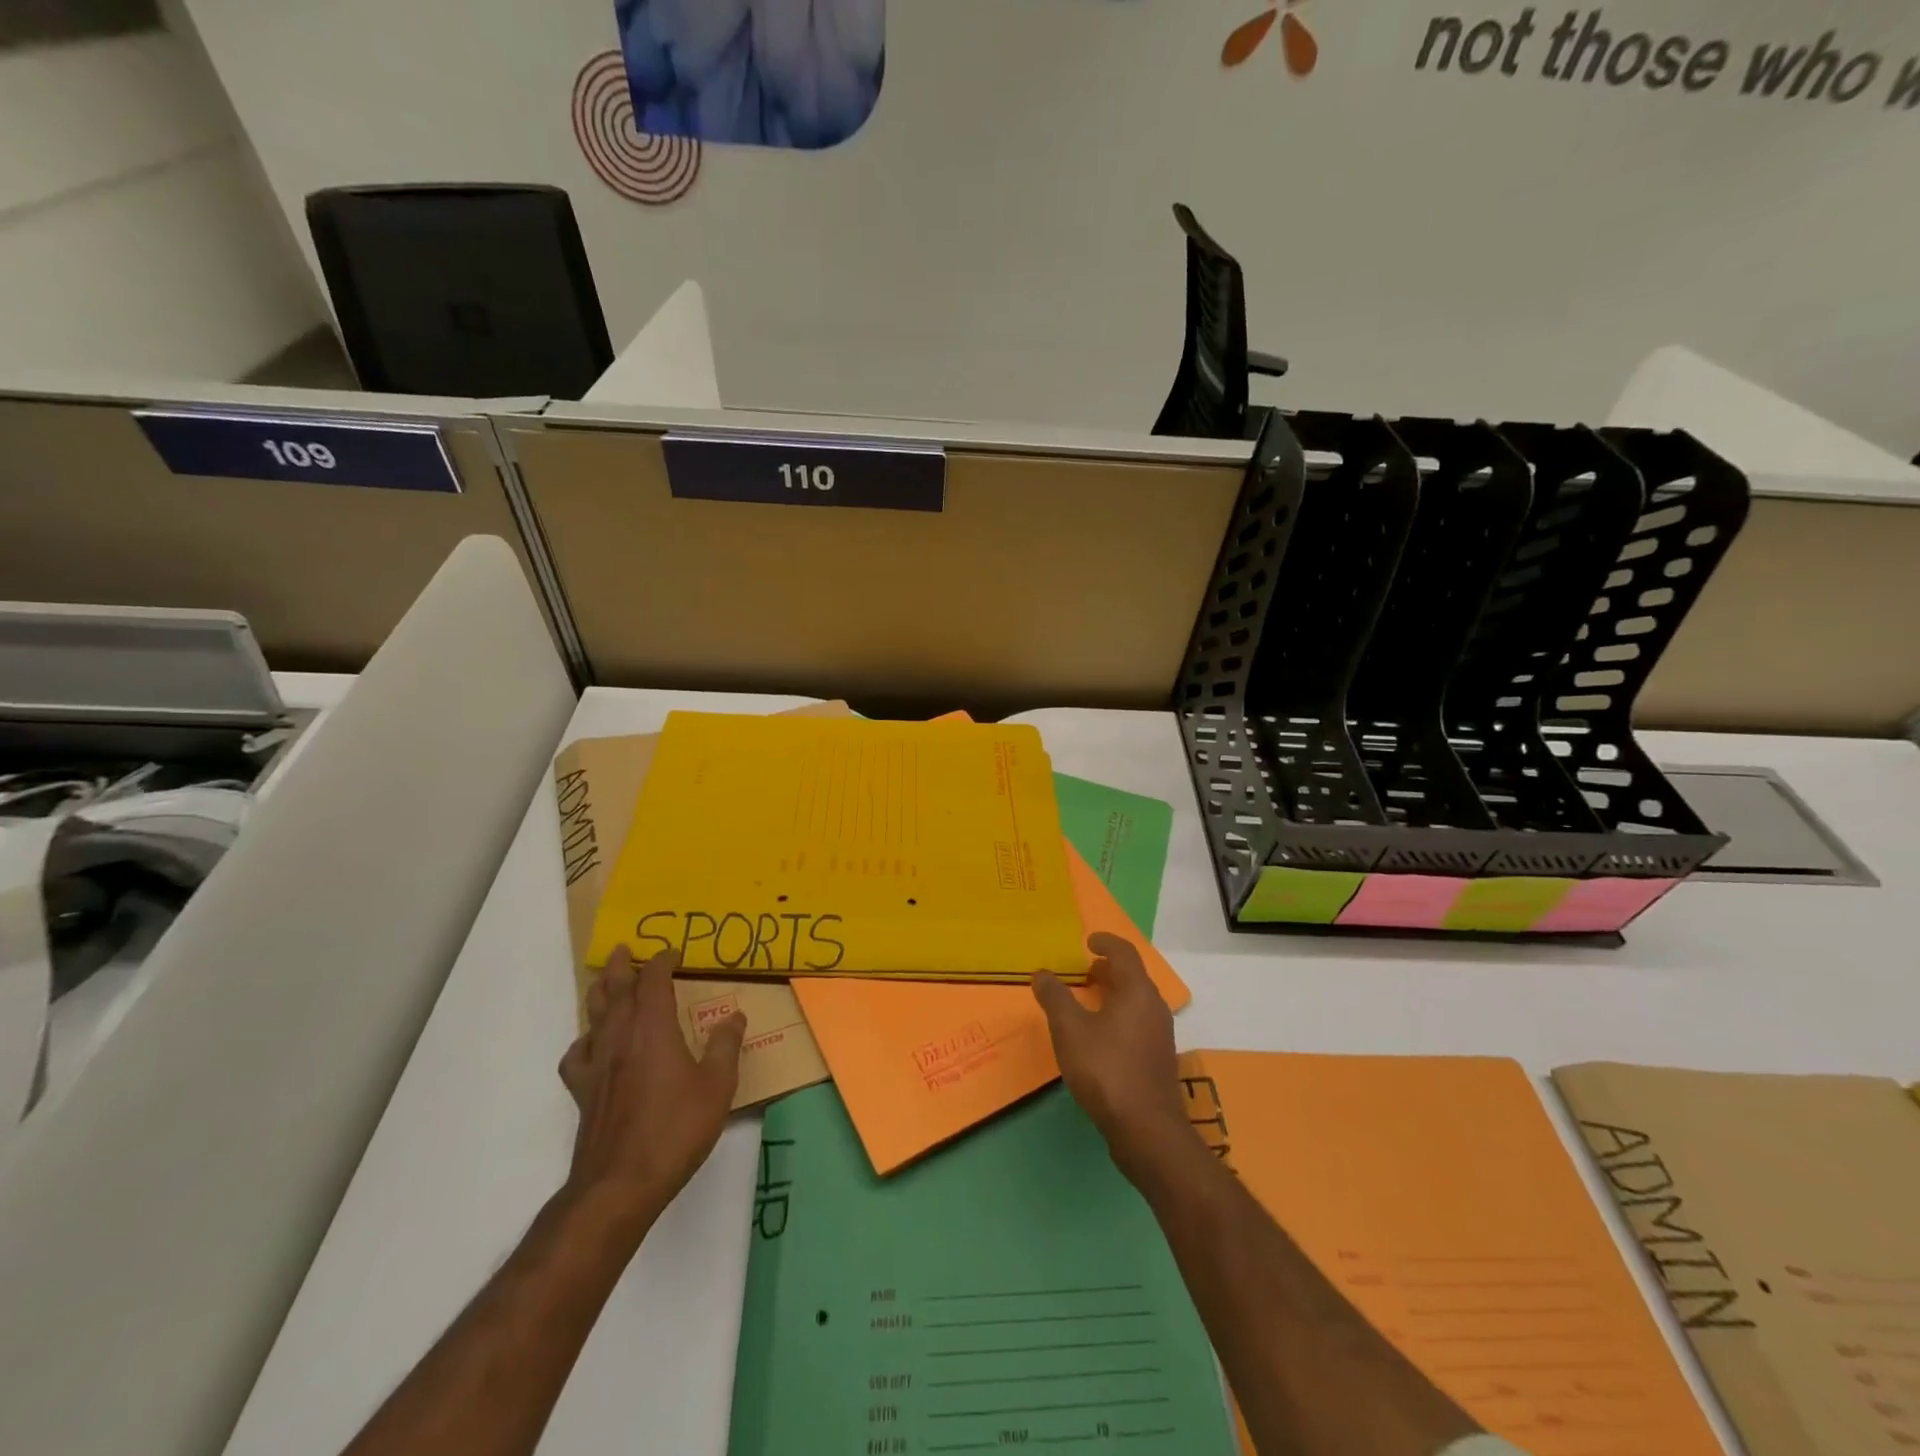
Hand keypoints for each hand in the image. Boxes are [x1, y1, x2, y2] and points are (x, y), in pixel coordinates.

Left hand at [557, 946, 745, 1238]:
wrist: (620, 1184)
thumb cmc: (675, 1129)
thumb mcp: (717, 1086)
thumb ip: (726, 1047)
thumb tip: (735, 1016)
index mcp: (654, 1030)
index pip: (653, 982)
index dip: (661, 963)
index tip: (673, 953)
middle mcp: (621, 1039)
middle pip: (616, 991)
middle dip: (621, 967)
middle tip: (623, 949)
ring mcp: (597, 1066)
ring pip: (594, 1016)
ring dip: (599, 992)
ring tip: (604, 981)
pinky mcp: (583, 1093)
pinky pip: (577, 1055)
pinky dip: (584, 1039)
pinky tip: (591, 1043)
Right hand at [1032, 932, 1197, 1186]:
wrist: (1147, 1130)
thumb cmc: (1106, 1070)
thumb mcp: (1070, 1030)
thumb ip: (1055, 998)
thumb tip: (1042, 973)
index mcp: (1137, 991)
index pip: (1125, 952)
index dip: (1105, 942)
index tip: (1088, 941)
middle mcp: (1154, 1007)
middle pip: (1132, 976)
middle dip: (1108, 969)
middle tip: (1083, 971)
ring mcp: (1160, 1034)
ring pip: (1136, 1001)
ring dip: (1113, 993)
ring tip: (1087, 1002)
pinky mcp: (1158, 1059)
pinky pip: (1138, 1022)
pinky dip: (1119, 1015)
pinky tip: (1099, 1036)